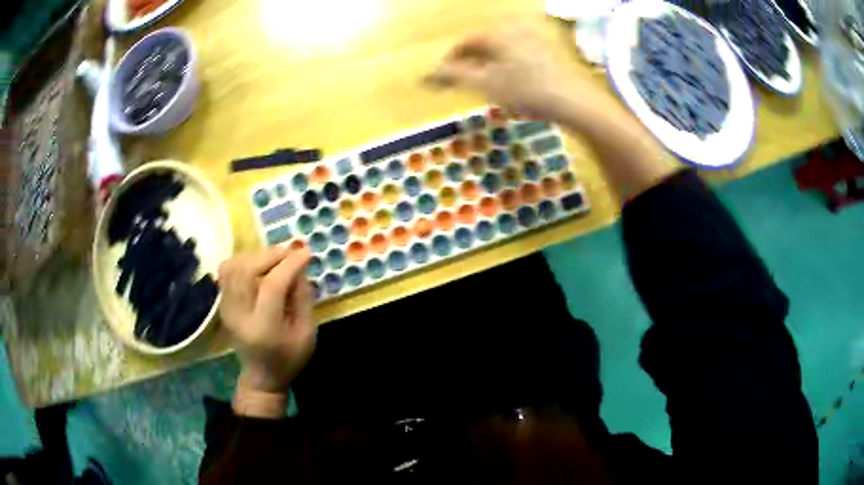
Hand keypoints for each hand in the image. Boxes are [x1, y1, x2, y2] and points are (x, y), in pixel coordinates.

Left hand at [217, 247, 315, 415]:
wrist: (262, 377)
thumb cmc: (289, 358)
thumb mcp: (307, 333)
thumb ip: (303, 298)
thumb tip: (298, 265)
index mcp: (263, 328)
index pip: (272, 286)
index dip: (289, 265)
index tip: (305, 252)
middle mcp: (239, 315)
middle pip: (246, 270)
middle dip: (270, 255)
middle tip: (290, 252)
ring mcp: (226, 308)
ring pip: (233, 266)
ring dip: (256, 256)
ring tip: (275, 259)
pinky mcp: (222, 303)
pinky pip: (226, 271)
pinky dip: (243, 261)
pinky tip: (259, 265)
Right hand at [427, 27, 605, 121]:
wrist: (575, 102)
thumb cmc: (527, 91)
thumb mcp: (485, 84)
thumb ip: (452, 77)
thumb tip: (424, 76)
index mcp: (496, 34)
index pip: (464, 43)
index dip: (450, 62)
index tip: (443, 80)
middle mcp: (515, 31)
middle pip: (483, 46)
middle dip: (470, 65)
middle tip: (465, 86)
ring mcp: (535, 41)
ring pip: (501, 52)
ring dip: (488, 68)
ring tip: (487, 89)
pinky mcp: (549, 54)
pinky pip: (518, 57)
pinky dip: (508, 69)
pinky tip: (513, 86)